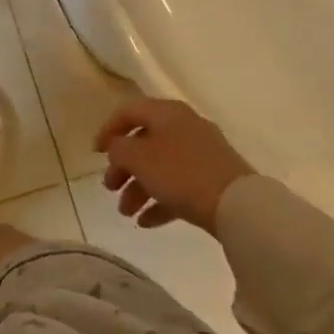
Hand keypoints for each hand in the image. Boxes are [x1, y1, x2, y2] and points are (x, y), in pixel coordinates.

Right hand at [95, 98, 254, 235]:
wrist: (238, 206)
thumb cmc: (181, 173)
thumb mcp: (139, 158)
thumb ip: (119, 149)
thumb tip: (116, 147)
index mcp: (166, 112)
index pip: (128, 112)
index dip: (107, 130)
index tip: (95, 154)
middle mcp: (184, 126)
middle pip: (144, 142)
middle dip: (123, 167)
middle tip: (109, 188)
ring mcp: (202, 153)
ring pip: (160, 166)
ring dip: (138, 188)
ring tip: (126, 213)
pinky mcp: (213, 179)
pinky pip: (179, 185)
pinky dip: (160, 200)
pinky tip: (146, 222)